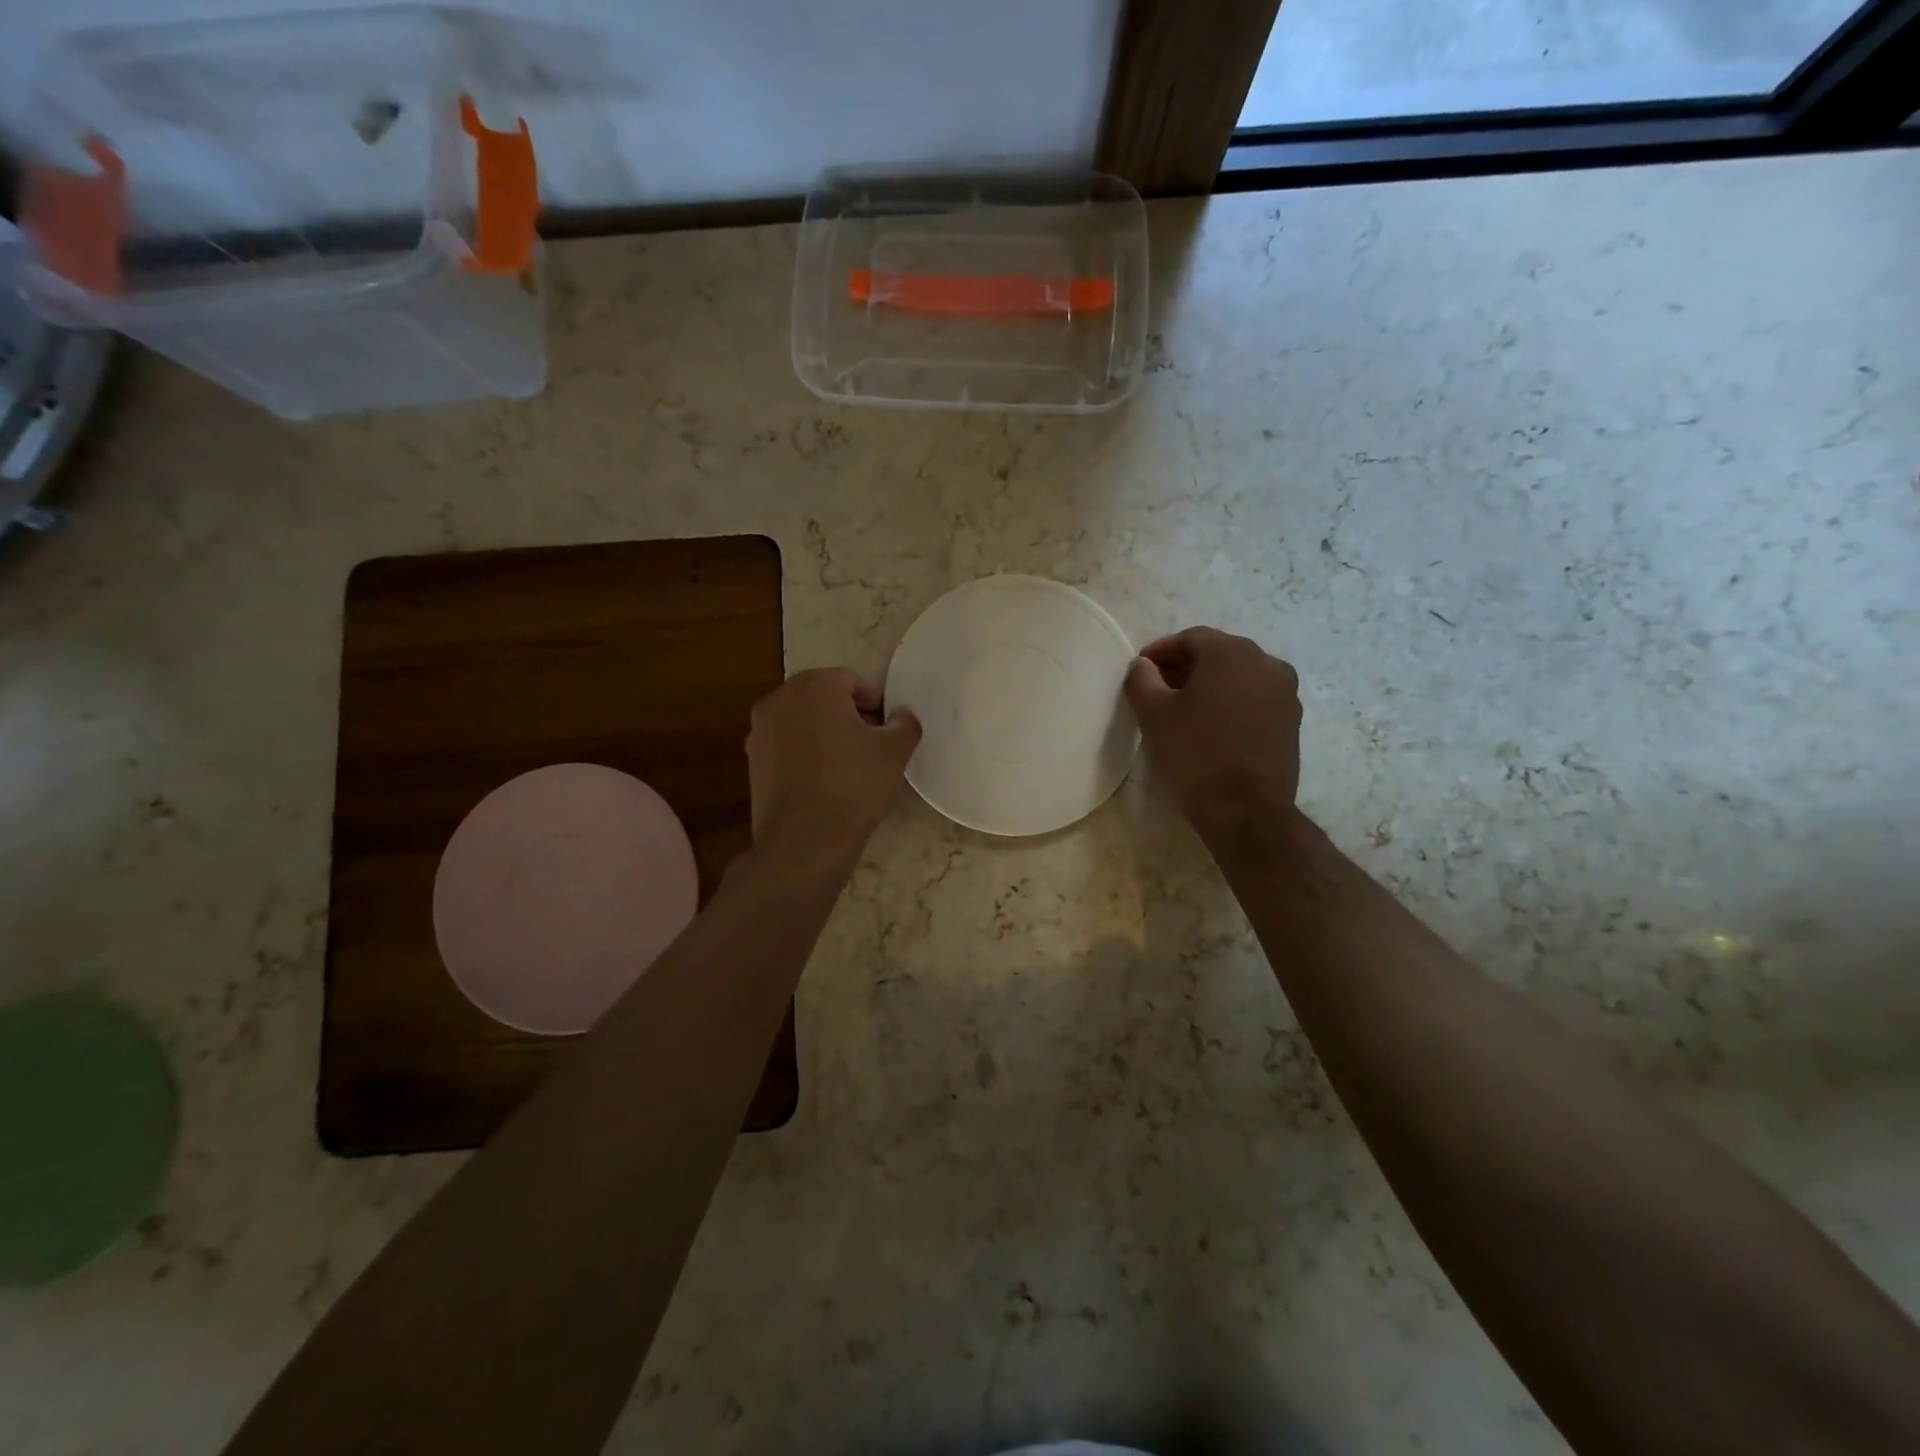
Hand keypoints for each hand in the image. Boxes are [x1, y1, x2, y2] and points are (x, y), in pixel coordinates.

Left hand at [747, 668, 921, 867]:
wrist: (804, 840)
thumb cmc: (854, 785)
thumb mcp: (894, 752)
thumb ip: (904, 723)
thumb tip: (902, 715)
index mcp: (815, 686)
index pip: (851, 680)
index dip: (874, 703)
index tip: (887, 729)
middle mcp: (780, 698)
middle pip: (822, 696)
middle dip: (847, 714)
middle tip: (871, 743)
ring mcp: (760, 729)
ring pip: (801, 720)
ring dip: (823, 732)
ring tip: (847, 763)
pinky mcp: (751, 760)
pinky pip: (785, 745)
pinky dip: (804, 752)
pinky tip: (822, 780)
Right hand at [1124, 627, 1302, 849]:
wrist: (1245, 809)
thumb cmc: (1194, 753)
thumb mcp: (1153, 714)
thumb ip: (1142, 679)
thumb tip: (1143, 666)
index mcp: (1232, 653)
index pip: (1192, 638)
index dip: (1162, 650)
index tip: (1141, 669)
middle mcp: (1266, 663)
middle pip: (1219, 654)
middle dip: (1186, 666)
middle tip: (1159, 687)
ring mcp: (1285, 693)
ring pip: (1239, 676)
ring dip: (1211, 684)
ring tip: (1184, 709)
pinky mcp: (1292, 721)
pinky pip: (1255, 698)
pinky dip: (1232, 702)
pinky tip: (1212, 726)